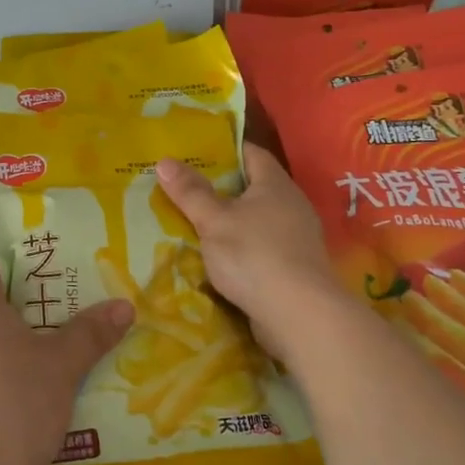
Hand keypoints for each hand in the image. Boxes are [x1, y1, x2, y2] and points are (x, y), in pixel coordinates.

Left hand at [0, 262, 133, 464]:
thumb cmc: (15, 404)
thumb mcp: (63, 366)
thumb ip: (91, 333)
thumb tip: (123, 305)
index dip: (11, 273)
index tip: (44, 289)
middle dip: (21, 318)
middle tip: (60, 330)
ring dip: (9, 356)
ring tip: (49, 373)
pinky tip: (25, 412)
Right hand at [154, 143, 339, 363]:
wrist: (300, 315)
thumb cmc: (254, 255)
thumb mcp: (214, 221)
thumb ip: (190, 192)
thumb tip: (165, 161)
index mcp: (275, 184)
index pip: (251, 153)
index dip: (224, 149)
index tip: (195, 153)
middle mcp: (291, 205)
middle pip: (253, 187)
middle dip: (221, 188)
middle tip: (185, 189)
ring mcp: (296, 238)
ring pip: (257, 220)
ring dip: (231, 222)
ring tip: (195, 224)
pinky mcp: (295, 267)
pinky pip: (262, 247)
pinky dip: (241, 248)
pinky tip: (218, 259)